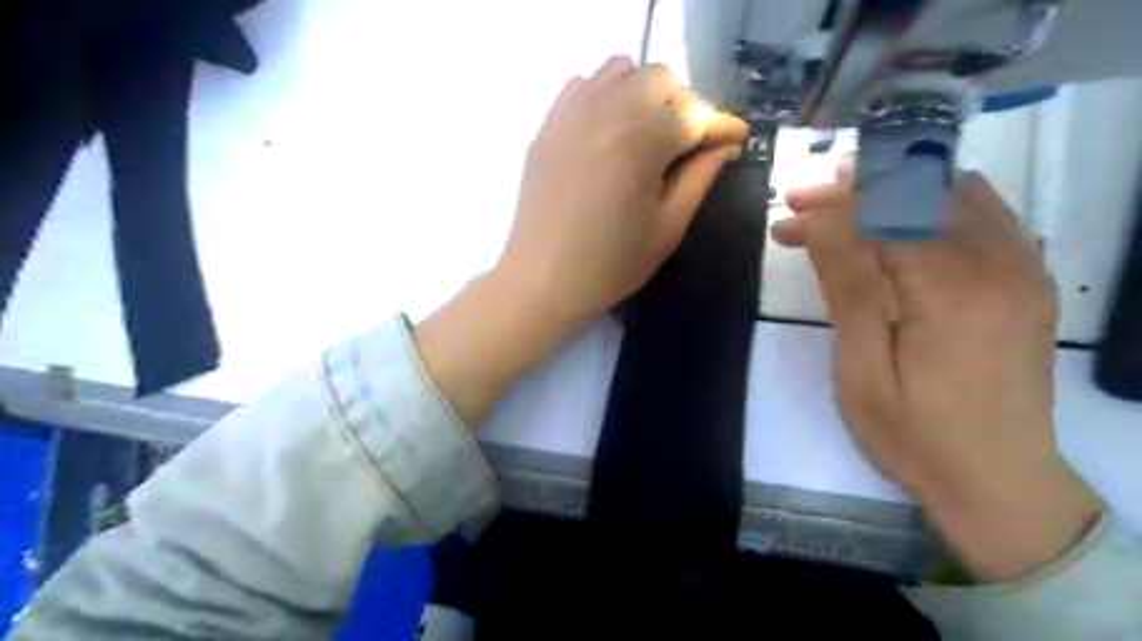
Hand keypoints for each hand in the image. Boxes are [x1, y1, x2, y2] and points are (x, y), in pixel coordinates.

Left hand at [500, 55, 751, 319]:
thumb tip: (725, 143)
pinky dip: (606, 96)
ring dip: (644, 94)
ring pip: (621, 72)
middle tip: (686, 145)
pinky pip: (583, 85)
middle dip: (683, 106)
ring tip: (647, 135)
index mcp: (640, 142)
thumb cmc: (610, 265)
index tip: (735, 138)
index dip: (720, 126)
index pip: (693, 114)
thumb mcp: (667, 228)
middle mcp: (605, 113)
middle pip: (660, 80)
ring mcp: (571, 115)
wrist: (543, 280)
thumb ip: (700, 177)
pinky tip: (609, 132)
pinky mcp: (549, 126)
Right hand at [777, 169, 1106, 579]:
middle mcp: (996, 262)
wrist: (999, 479)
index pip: (879, 215)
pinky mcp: (1027, 280)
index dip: (824, 210)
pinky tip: (900, 218)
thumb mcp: (863, 371)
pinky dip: (933, 203)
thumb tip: (824, 223)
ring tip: (841, 205)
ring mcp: (1022, 267)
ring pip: (949, 194)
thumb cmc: (914, 434)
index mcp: (949, 288)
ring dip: (887, 192)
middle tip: (799, 206)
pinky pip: (983, 213)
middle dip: (849, 194)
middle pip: (914, 194)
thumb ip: (849, 290)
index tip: (783, 223)